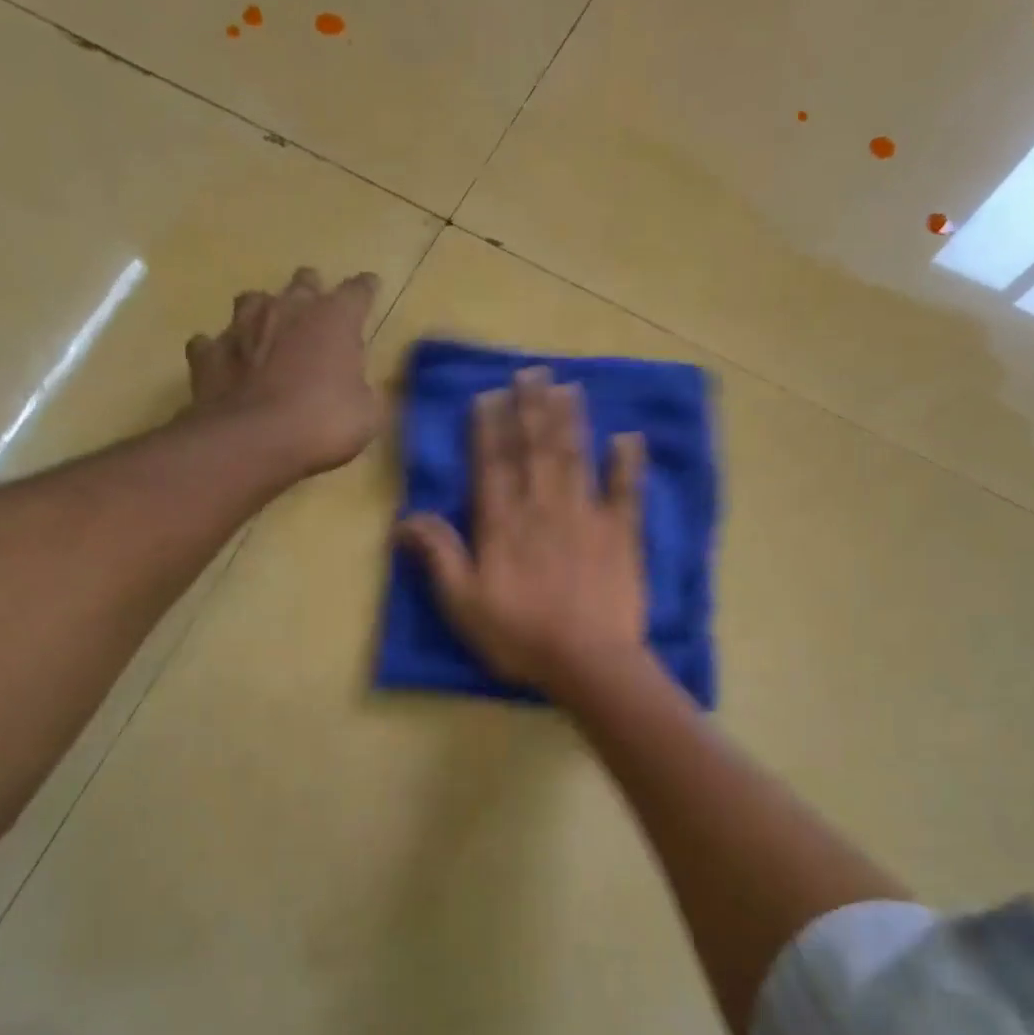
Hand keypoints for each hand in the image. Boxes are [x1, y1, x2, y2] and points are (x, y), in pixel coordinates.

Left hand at [184, 266, 381, 476]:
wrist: (252, 442)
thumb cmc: (323, 424)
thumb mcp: (368, 416)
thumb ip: (367, 393)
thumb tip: (363, 389)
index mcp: (333, 319)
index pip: (357, 291)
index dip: (366, 289)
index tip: (371, 287)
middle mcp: (287, 309)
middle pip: (303, 282)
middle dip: (313, 291)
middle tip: (318, 312)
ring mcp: (242, 327)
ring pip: (253, 300)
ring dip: (264, 312)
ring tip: (269, 330)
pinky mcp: (208, 353)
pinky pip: (213, 342)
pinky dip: (222, 350)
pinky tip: (227, 363)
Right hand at [399, 367, 649, 694]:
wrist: (588, 662)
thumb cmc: (519, 637)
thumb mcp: (463, 604)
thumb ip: (439, 556)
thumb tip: (405, 517)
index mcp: (503, 524)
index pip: (493, 465)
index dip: (490, 428)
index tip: (490, 395)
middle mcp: (543, 508)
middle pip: (536, 449)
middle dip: (532, 408)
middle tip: (532, 372)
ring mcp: (586, 517)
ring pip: (575, 458)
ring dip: (571, 421)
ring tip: (567, 387)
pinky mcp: (622, 534)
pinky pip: (627, 491)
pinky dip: (627, 463)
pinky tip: (628, 436)